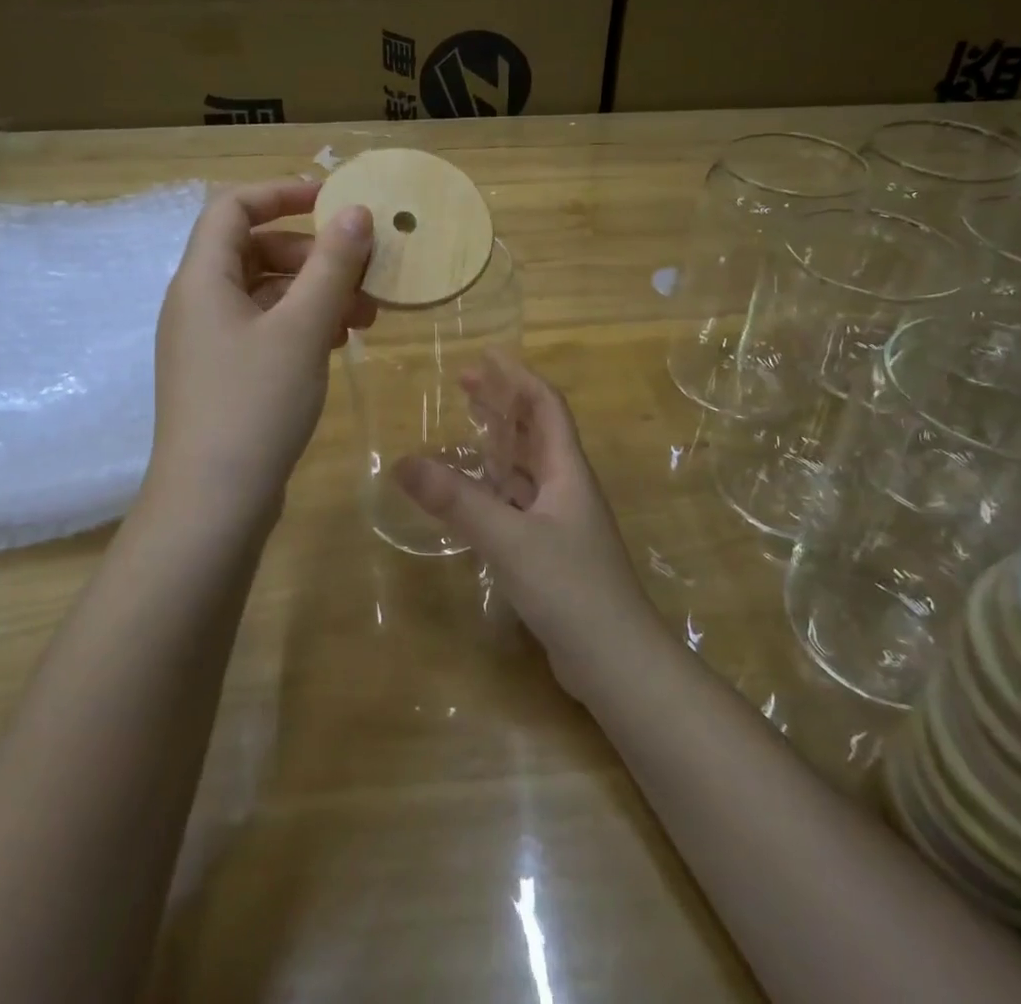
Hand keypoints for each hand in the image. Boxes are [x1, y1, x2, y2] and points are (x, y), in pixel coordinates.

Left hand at [146, 179, 375, 527]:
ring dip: (316, 294)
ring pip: (267, 294)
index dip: (282, 193)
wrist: (213, 504)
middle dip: (315, 255)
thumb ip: (331, 266)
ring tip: (365, 317)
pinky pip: (266, 330)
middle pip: (256, 250)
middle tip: (365, 274)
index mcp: (202, 279)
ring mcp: (210, 343)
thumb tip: (355, 213)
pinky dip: (303, 326)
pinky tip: (339, 343)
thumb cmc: (254, 405)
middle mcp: (199, 303)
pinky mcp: (225, 376)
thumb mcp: (301, 328)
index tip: (335, 201)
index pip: (233, 207)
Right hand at [392, 352, 665, 702]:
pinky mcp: (553, 552)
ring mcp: (562, 522)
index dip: (518, 378)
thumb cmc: (571, 588)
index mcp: (567, 471)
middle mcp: (567, 488)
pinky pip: (520, 503)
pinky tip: (473, 494)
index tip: (485, 356)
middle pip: (536, 431)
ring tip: (465, 427)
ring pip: (528, 469)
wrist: (617, 662)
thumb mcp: (508, 540)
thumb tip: (402, 462)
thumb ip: (457, 501)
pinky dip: (496, 487)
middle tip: (464, 385)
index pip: (546, 406)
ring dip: (500, 443)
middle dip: (503, 404)